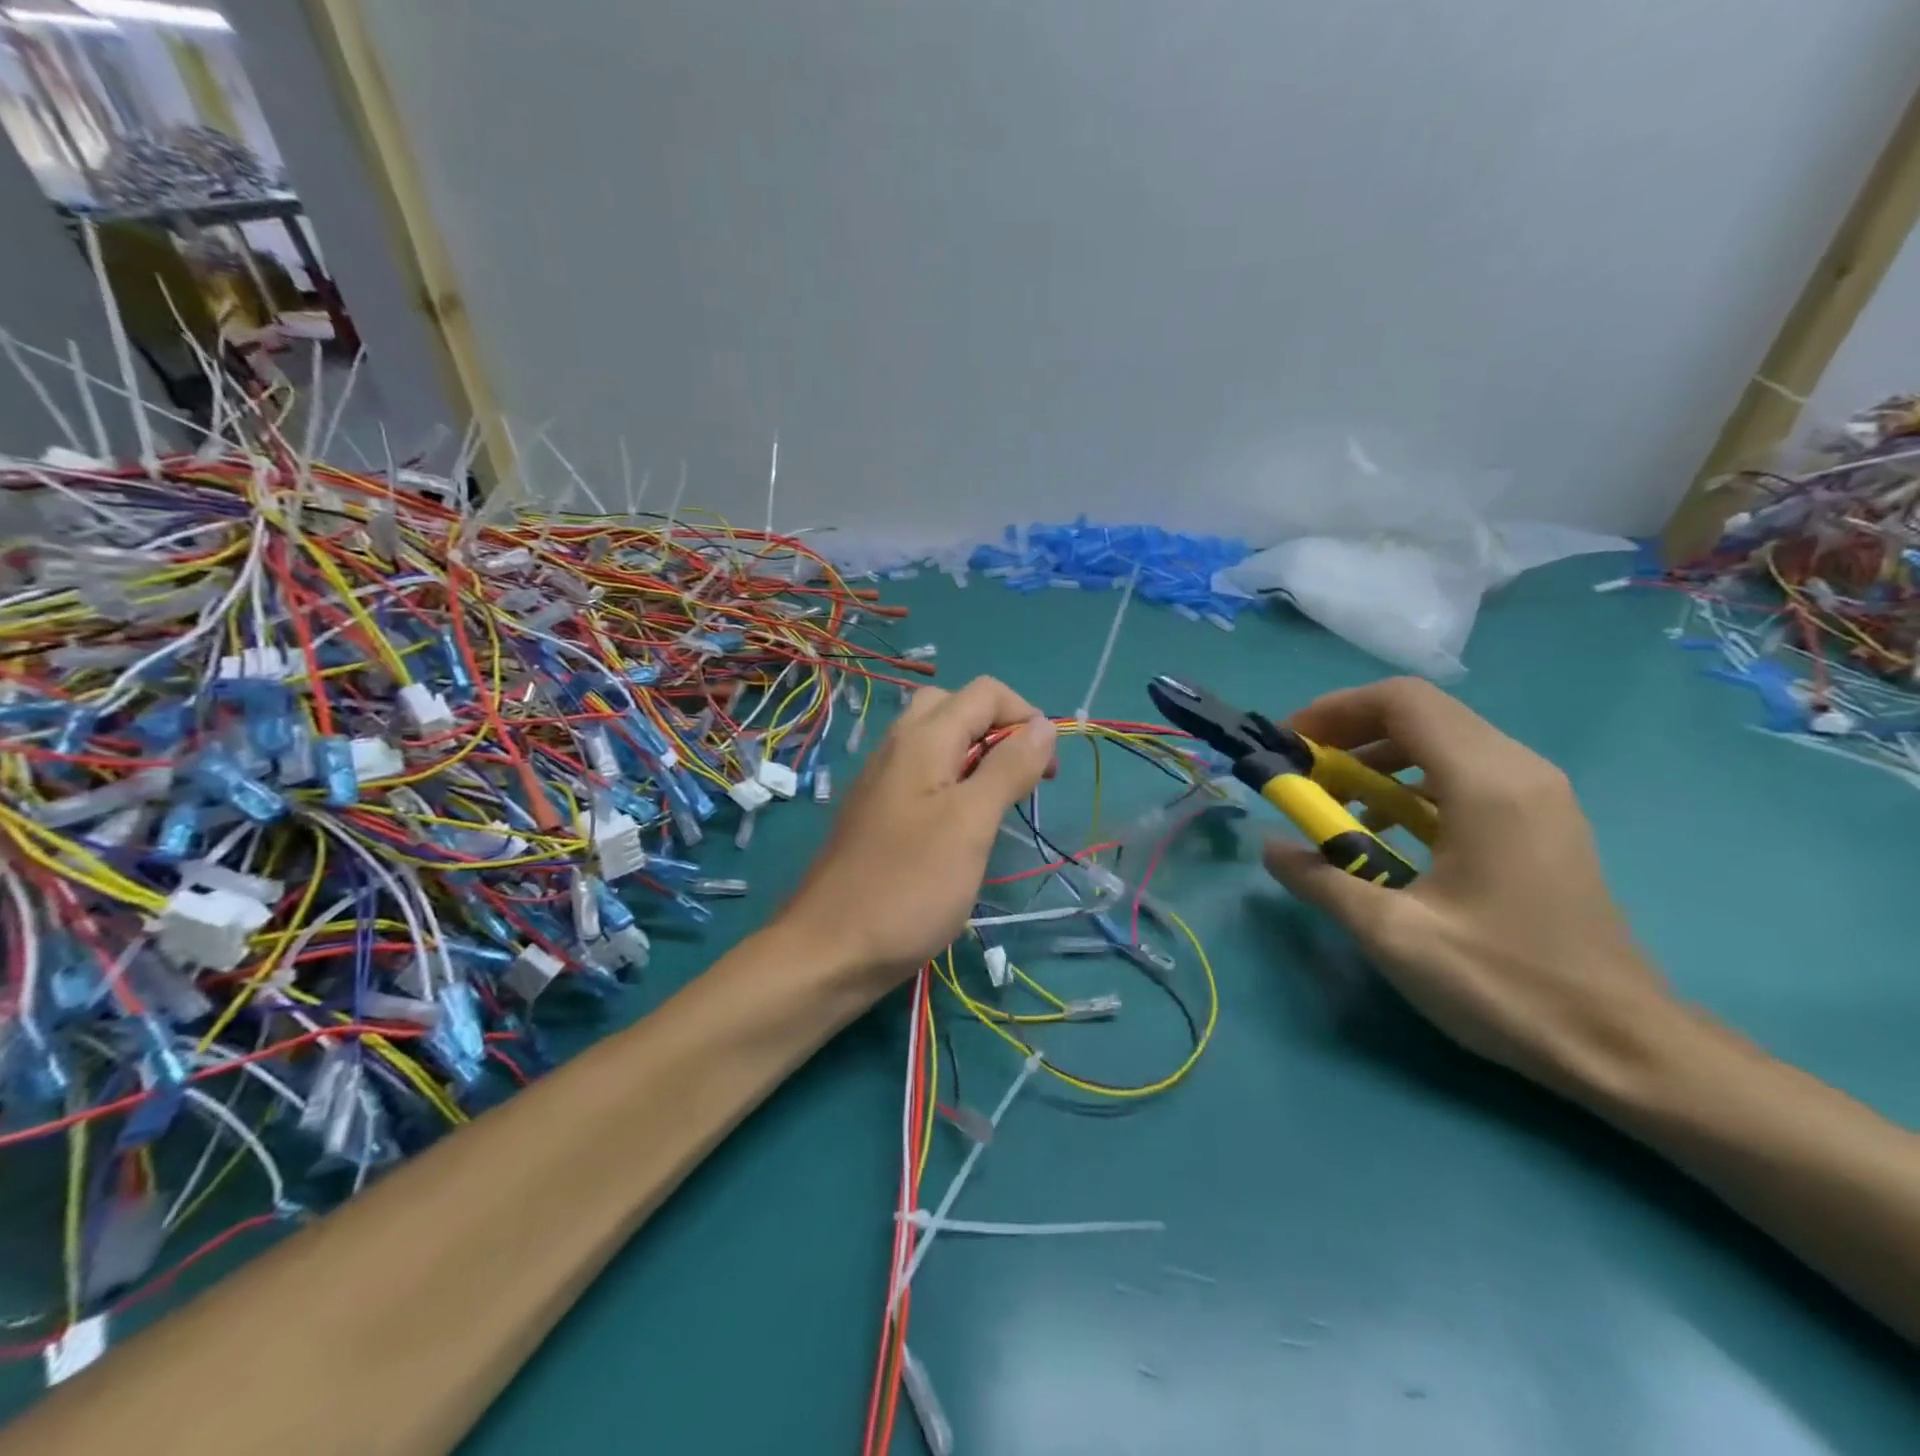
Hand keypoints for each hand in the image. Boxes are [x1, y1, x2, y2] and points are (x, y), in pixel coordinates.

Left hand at [780, 676, 1056, 987]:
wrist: (829, 950)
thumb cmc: (909, 886)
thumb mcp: (971, 824)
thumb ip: (1008, 768)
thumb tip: (1044, 725)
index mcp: (922, 739)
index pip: (985, 692)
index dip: (1026, 717)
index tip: (1046, 771)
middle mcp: (897, 746)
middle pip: (954, 706)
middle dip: (998, 729)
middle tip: (1020, 778)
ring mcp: (881, 780)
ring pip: (935, 740)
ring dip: (975, 755)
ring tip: (996, 803)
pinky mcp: (875, 812)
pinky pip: (919, 773)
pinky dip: (951, 781)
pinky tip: (958, 826)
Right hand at [1262, 677, 1676, 1100]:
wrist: (1621, 1045)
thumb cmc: (1503, 983)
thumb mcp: (1391, 933)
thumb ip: (1319, 879)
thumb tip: (1268, 845)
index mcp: (1487, 784)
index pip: (1402, 702)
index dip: (1334, 711)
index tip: (1290, 746)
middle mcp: (1519, 770)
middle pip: (1421, 713)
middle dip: (1349, 732)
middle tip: (1303, 773)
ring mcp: (1539, 794)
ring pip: (1443, 740)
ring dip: (1378, 758)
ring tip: (1336, 803)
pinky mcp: (1542, 820)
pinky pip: (1464, 772)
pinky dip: (1410, 782)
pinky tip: (1386, 831)